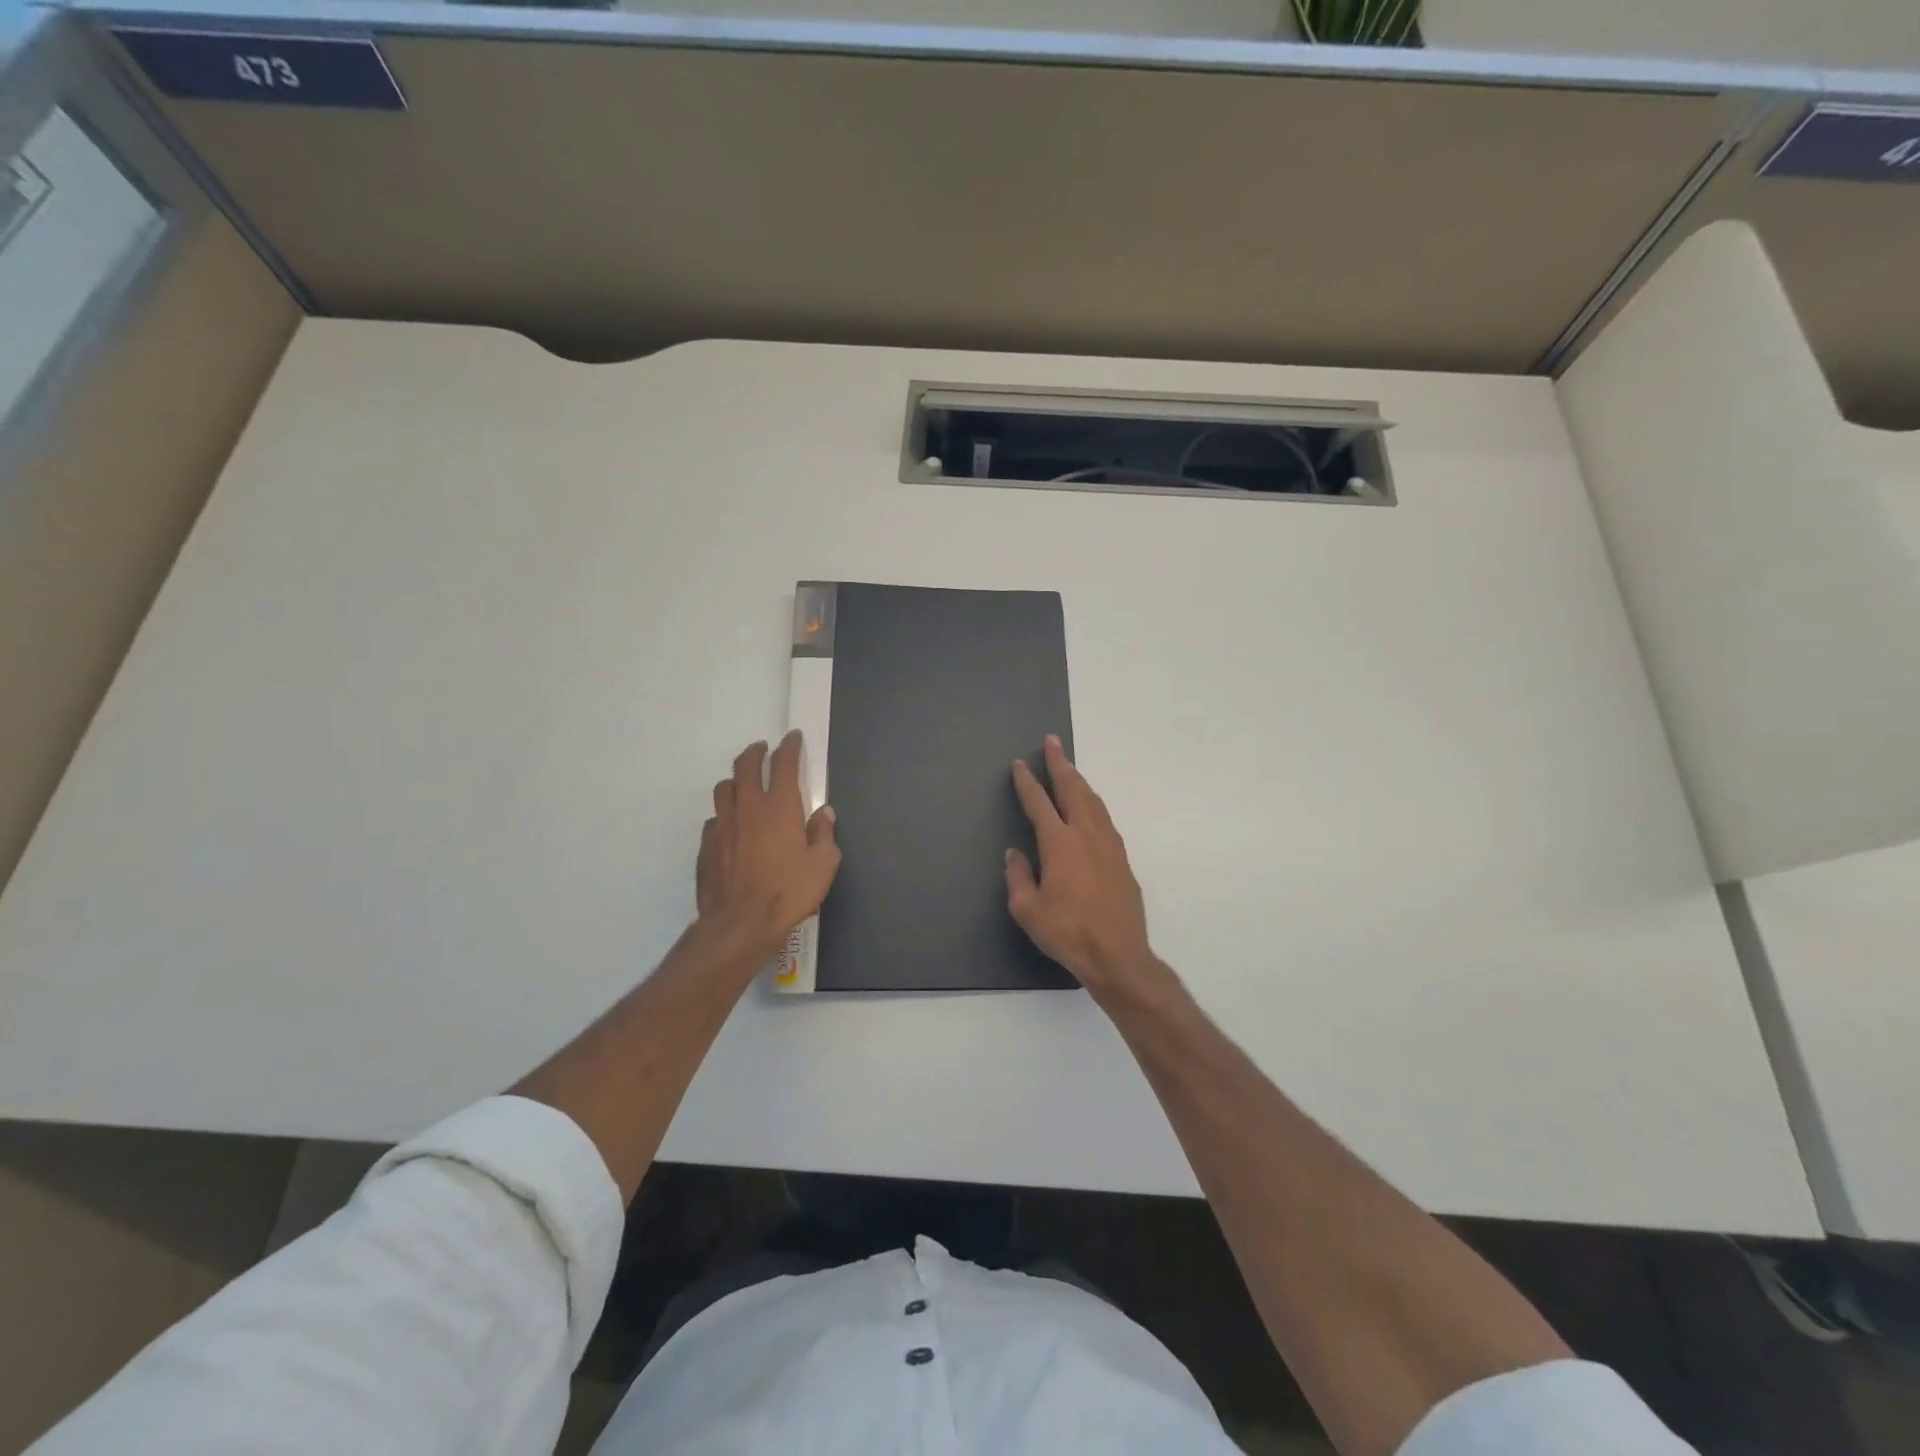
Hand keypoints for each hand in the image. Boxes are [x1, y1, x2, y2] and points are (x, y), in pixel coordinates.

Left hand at [697, 732, 839, 959]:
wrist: (740, 923)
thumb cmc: (789, 892)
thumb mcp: (823, 864)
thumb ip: (823, 834)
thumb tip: (823, 813)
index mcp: (779, 806)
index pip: (783, 764)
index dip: (789, 747)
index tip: (792, 738)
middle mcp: (747, 807)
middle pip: (745, 766)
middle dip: (755, 753)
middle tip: (762, 748)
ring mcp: (722, 826)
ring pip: (723, 789)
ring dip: (735, 780)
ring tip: (742, 783)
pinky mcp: (706, 847)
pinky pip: (714, 819)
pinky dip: (724, 814)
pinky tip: (731, 827)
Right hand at [1006, 736, 1155, 994]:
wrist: (1118, 955)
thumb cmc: (1067, 933)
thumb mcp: (1027, 910)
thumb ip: (1018, 876)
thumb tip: (1015, 854)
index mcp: (1060, 844)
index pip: (1039, 803)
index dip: (1027, 782)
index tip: (1019, 765)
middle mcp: (1086, 835)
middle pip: (1072, 789)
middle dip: (1060, 764)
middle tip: (1052, 742)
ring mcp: (1109, 845)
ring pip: (1093, 801)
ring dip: (1079, 781)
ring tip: (1069, 768)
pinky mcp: (1122, 860)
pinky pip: (1105, 819)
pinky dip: (1093, 803)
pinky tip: (1089, 807)